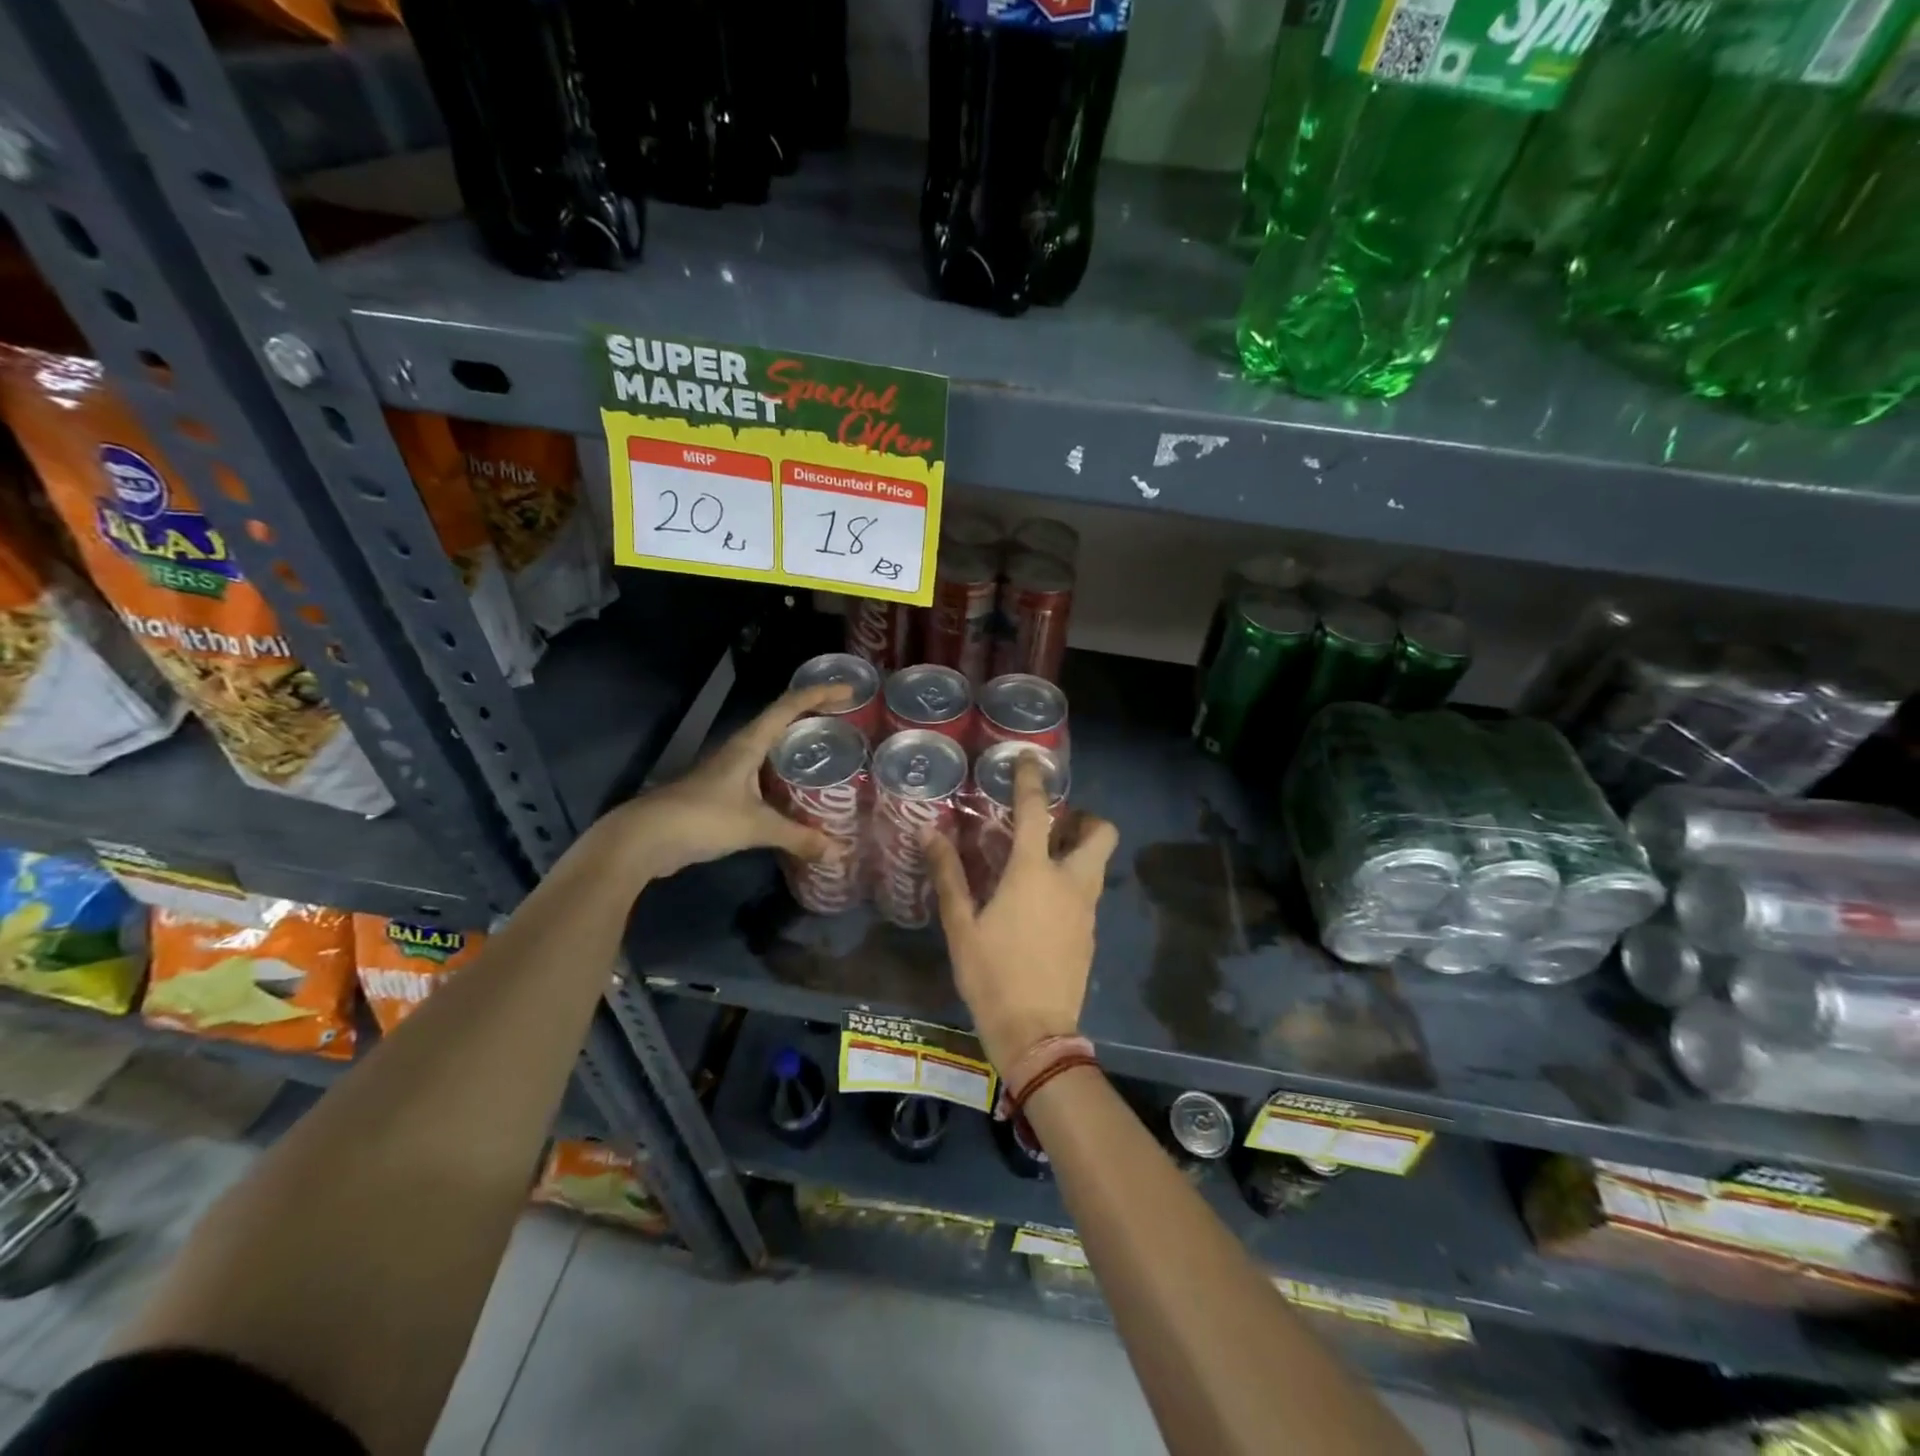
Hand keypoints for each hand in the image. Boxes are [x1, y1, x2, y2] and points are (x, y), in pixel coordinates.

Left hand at [596, 682, 850, 882]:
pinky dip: (784, 774)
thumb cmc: (701, 819)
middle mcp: (740, 749)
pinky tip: (798, 792)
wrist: (644, 839)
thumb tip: (838, 853)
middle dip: (813, 715)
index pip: (789, 706)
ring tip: (829, 752)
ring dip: (798, 744)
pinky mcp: (723, 792)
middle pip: (781, 720)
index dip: (820, 694)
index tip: (851, 691)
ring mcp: (729, 770)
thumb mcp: (755, 827)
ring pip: (771, 747)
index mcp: (748, 744)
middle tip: (847, 721)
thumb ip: (798, 837)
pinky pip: (763, 773)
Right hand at [927, 753, 1118, 1071]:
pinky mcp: (1090, 934)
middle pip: (1101, 834)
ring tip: (1041, 860)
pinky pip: (1088, 893)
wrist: (1036, 1033)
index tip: (1030, 759)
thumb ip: (948, 875)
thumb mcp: (961, 926)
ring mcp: (1086, 910)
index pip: (1037, 812)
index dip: (1033, 780)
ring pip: (1096, 864)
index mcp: (1035, 873)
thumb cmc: (992, 975)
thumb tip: (929, 834)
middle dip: (1085, 819)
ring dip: (1079, 850)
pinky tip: (1042, 904)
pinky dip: (1072, 883)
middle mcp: (1071, 883)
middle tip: (1054, 824)